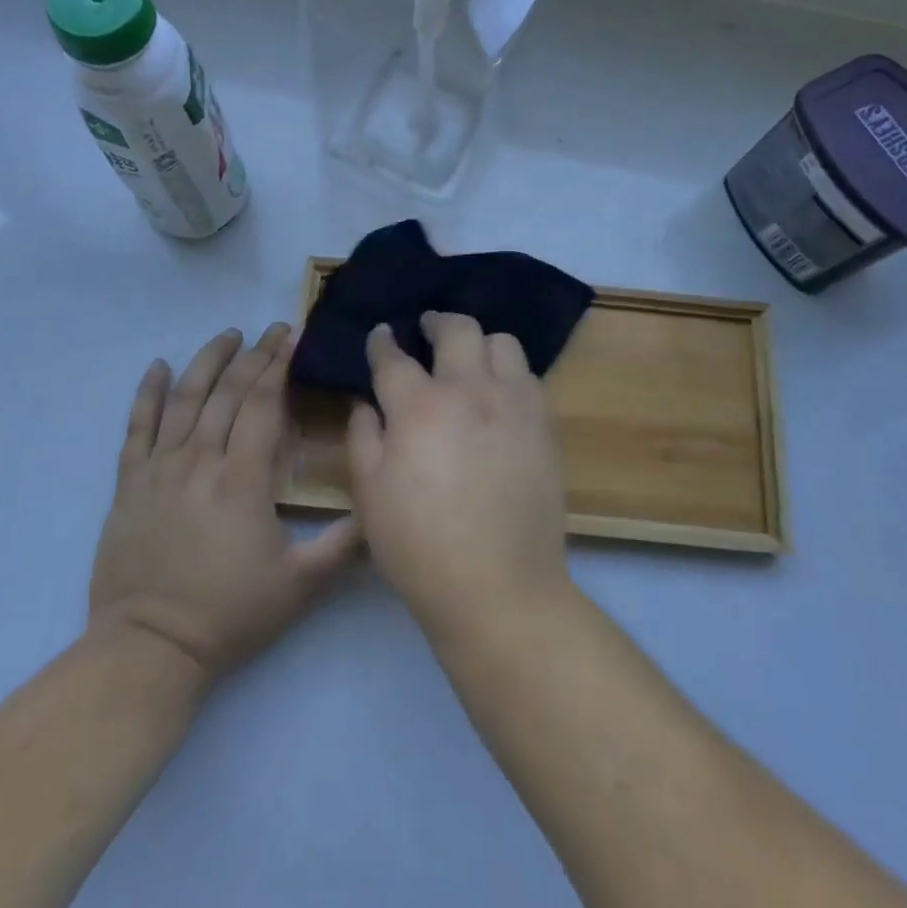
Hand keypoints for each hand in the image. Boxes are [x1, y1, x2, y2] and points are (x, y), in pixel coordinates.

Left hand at [88, 324, 360, 685]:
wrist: (150, 648)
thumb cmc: (230, 614)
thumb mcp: (301, 585)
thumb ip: (344, 544)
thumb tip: (381, 508)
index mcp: (243, 479)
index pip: (262, 405)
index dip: (278, 367)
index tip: (291, 338)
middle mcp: (200, 461)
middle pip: (228, 394)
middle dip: (253, 356)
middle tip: (271, 330)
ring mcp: (160, 470)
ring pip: (184, 400)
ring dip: (207, 362)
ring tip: (228, 334)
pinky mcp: (129, 484)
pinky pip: (136, 428)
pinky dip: (147, 394)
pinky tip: (158, 367)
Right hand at [347, 313, 570, 641]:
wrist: (499, 586)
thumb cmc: (419, 544)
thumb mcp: (369, 494)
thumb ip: (363, 436)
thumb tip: (366, 402)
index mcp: (418, 407)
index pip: (394, 357)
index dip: (382, 341)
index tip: (380, 334)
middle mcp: (469, 391)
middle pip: (456, 330)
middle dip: (436, 321)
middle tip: (427, 328)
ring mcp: (513, 403)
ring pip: (501, 342)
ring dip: (479, 342)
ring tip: (469, 358)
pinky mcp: (544, 423)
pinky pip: (528, 376)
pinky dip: (509, 371)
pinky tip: (499, 391)